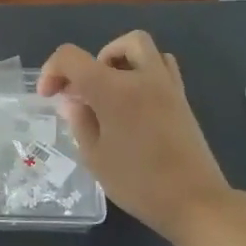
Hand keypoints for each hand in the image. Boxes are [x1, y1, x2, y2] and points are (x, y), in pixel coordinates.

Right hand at [38, 30, 232, 241]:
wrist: (195, 202)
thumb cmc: (138, 182)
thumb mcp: (95, 157)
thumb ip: (80, 122)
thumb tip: (75, 102)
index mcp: (112, 90)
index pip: (72, 57)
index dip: (53, 70)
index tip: (50, 96)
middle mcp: (142, 77)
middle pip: (117, 44)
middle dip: (93, 60)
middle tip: (85, 90)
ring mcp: (167, 86)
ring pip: (144, 49)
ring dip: (121, 61)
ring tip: (110, 92)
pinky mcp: (183, 99)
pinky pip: (163, 67)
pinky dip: (144, 72)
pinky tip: (134, 101)